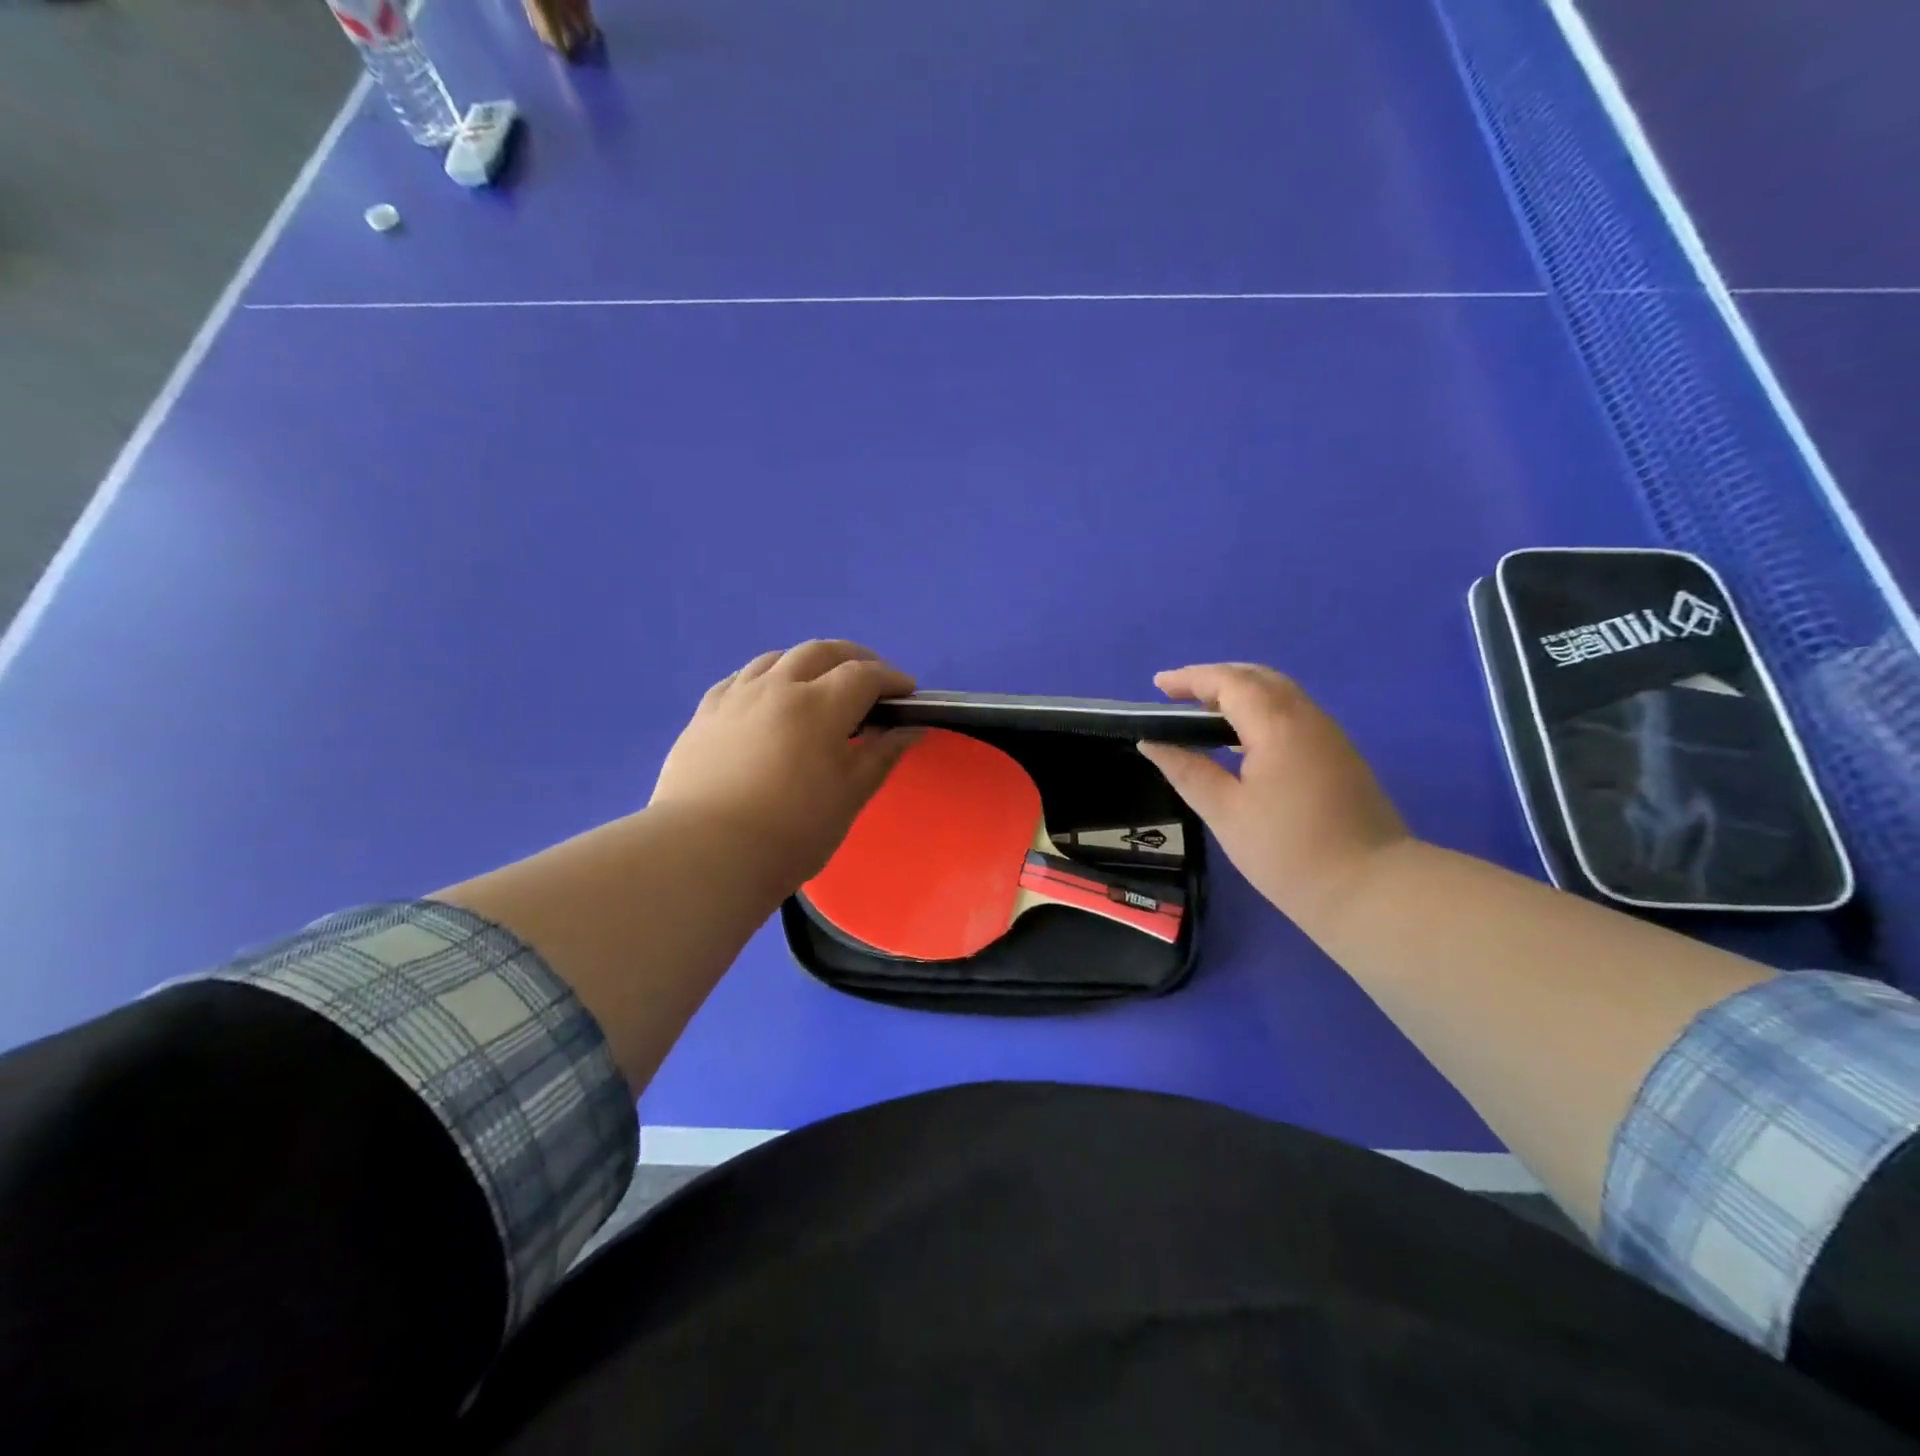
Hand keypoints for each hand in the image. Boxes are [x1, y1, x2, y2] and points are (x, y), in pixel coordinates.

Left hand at [650, 641, 917, 889]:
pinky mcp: (704, 714)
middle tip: (871, 679)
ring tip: (820, 683)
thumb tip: (912, 729)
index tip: (908, 693)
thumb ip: (882, 755)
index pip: (864, 675)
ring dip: (808, 661)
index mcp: (819, 705)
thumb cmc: (791, 831)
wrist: (705, 853)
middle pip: (821, 652)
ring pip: (777, 658)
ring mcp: (735, 697)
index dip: (891, 678)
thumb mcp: (849, 796)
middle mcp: (776, 687)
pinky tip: (768, 697)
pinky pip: (741, 678)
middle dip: (854, 658)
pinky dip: (767, 677)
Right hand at [1137, 664, 1409, 929]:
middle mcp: (1307, 718)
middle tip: (1177, 696)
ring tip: (1203, 715)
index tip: (1156, 686)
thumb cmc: (1287, 851)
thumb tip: (1151, 743)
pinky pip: (1293, 714)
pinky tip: (1240, 740)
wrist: (1370, 889)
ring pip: (1280, 694)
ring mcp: (1329, 735)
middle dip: (1215, 679)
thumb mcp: (1225, 812)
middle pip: (1258, 678)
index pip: (1229, 682)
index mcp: (1277, 725)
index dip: (1190, 679)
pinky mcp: (1339, 755)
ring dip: (1240, 693)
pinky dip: (1260, 711)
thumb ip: (1186, 770)